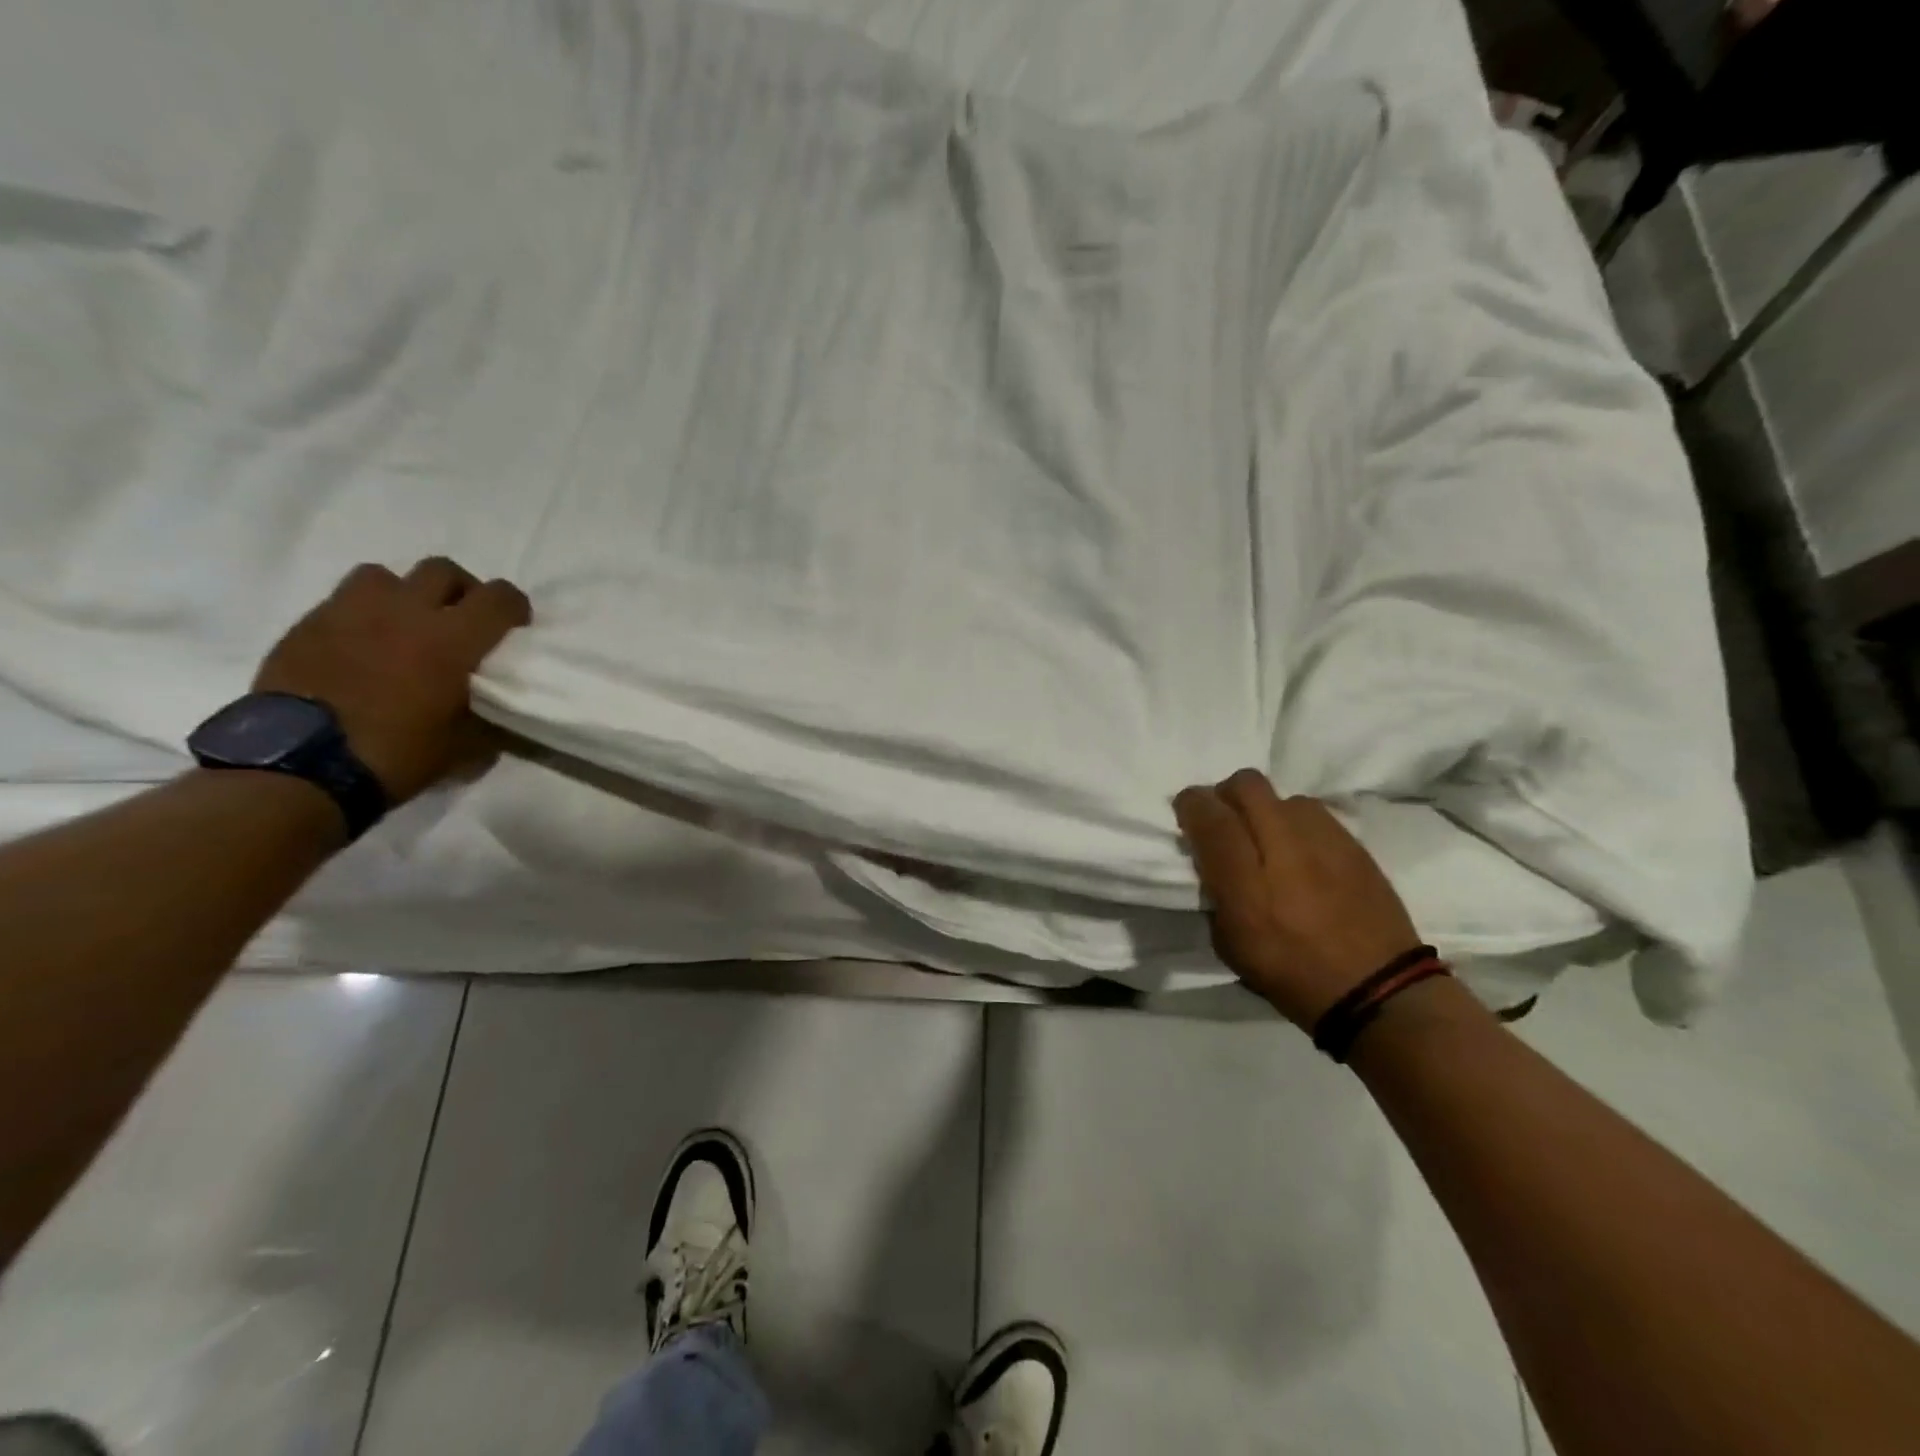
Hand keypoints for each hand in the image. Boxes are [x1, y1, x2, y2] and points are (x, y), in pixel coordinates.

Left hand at [254, 558, 531, 803]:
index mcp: (452, 639)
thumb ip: (490, 717)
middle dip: (461, 590)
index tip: (515, 627)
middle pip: (443, 570)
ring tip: (405, 625)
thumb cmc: (396, 754)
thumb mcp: (465, 747)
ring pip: (386, 576)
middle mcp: (405, 612)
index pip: (499, 598)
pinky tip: (363, 646)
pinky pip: (343, 601)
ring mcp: (350, 613)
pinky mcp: (307, 625)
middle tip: (461, 620)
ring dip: (404, 594)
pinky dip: (362, 615)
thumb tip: (501, 713)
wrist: (299, 767)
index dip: (514, 607)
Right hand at [1174, 769, 1422, 1029]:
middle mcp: (1283, 847)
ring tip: (1267, 839)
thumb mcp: (1229, 944)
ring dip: (1264, 809)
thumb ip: (1215, 892)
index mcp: (1245, 882)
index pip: (1209, 816)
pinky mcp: (1353, 843)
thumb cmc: (1291, 974)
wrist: (1377, 989)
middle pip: (1246, 785)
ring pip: (1281, 795)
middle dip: (1226, 794)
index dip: (1190, 804)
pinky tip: (1300, 853)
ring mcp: (1324, 840)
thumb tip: (1212, 860)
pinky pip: (1313, 813)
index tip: (1186, 813)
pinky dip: (1295, 824)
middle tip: (1224, 820)